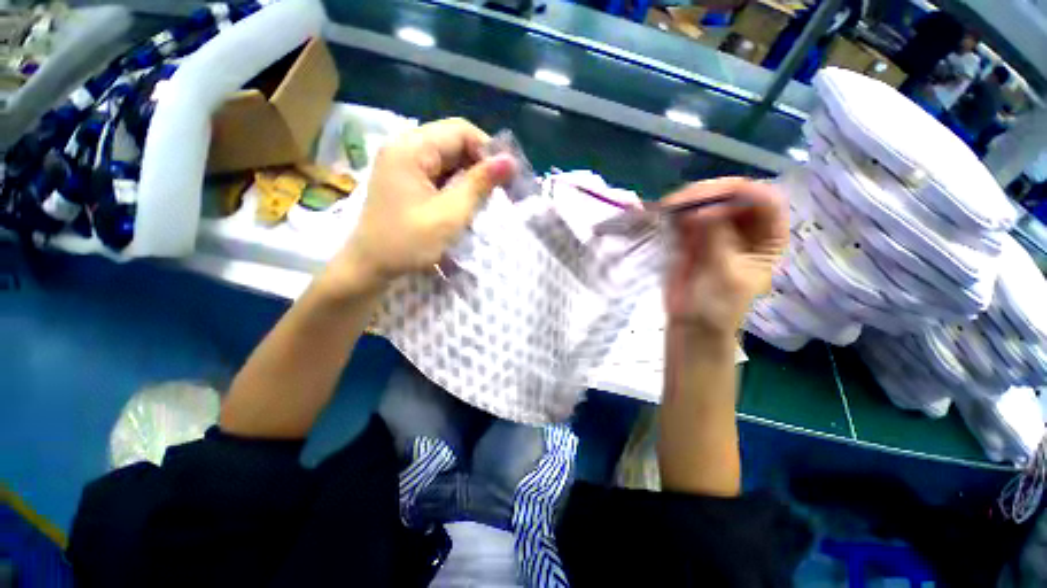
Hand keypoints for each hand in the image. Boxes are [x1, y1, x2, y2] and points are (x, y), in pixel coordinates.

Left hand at [328, 118, 515, 293]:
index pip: (460, 131)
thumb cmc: (408, 243)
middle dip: (480, 165)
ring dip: (469, 177)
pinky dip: (456, 185)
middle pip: (453, 142)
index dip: (487, 151)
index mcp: (411, 148)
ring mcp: (403, 163)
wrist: (370, 267)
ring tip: (484, 200)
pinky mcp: (405, 178)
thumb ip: (479, 184)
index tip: (505, 178)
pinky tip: (464, 203)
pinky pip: (438, 172)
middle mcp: (405, 147)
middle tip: (499, 191)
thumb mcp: (450, 214)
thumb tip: (510, 160)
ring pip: (448, 158)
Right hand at [663, 178, 787, 337]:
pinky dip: (675, 212)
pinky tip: (663, 212)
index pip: (765, 201)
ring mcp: (716, 229)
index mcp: (766, 237)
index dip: (742, 194)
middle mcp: (744, 227)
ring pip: (707, 202)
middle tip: (679, 201)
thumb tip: (702, 210)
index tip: (711, 203)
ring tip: (667, 206)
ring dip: (688, 200)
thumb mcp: (724, 272)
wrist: (692, 322)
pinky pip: (686, 215)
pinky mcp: (692, 235)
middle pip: (733, 195)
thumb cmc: (718, 304)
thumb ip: (717, 238)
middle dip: (708, 193)